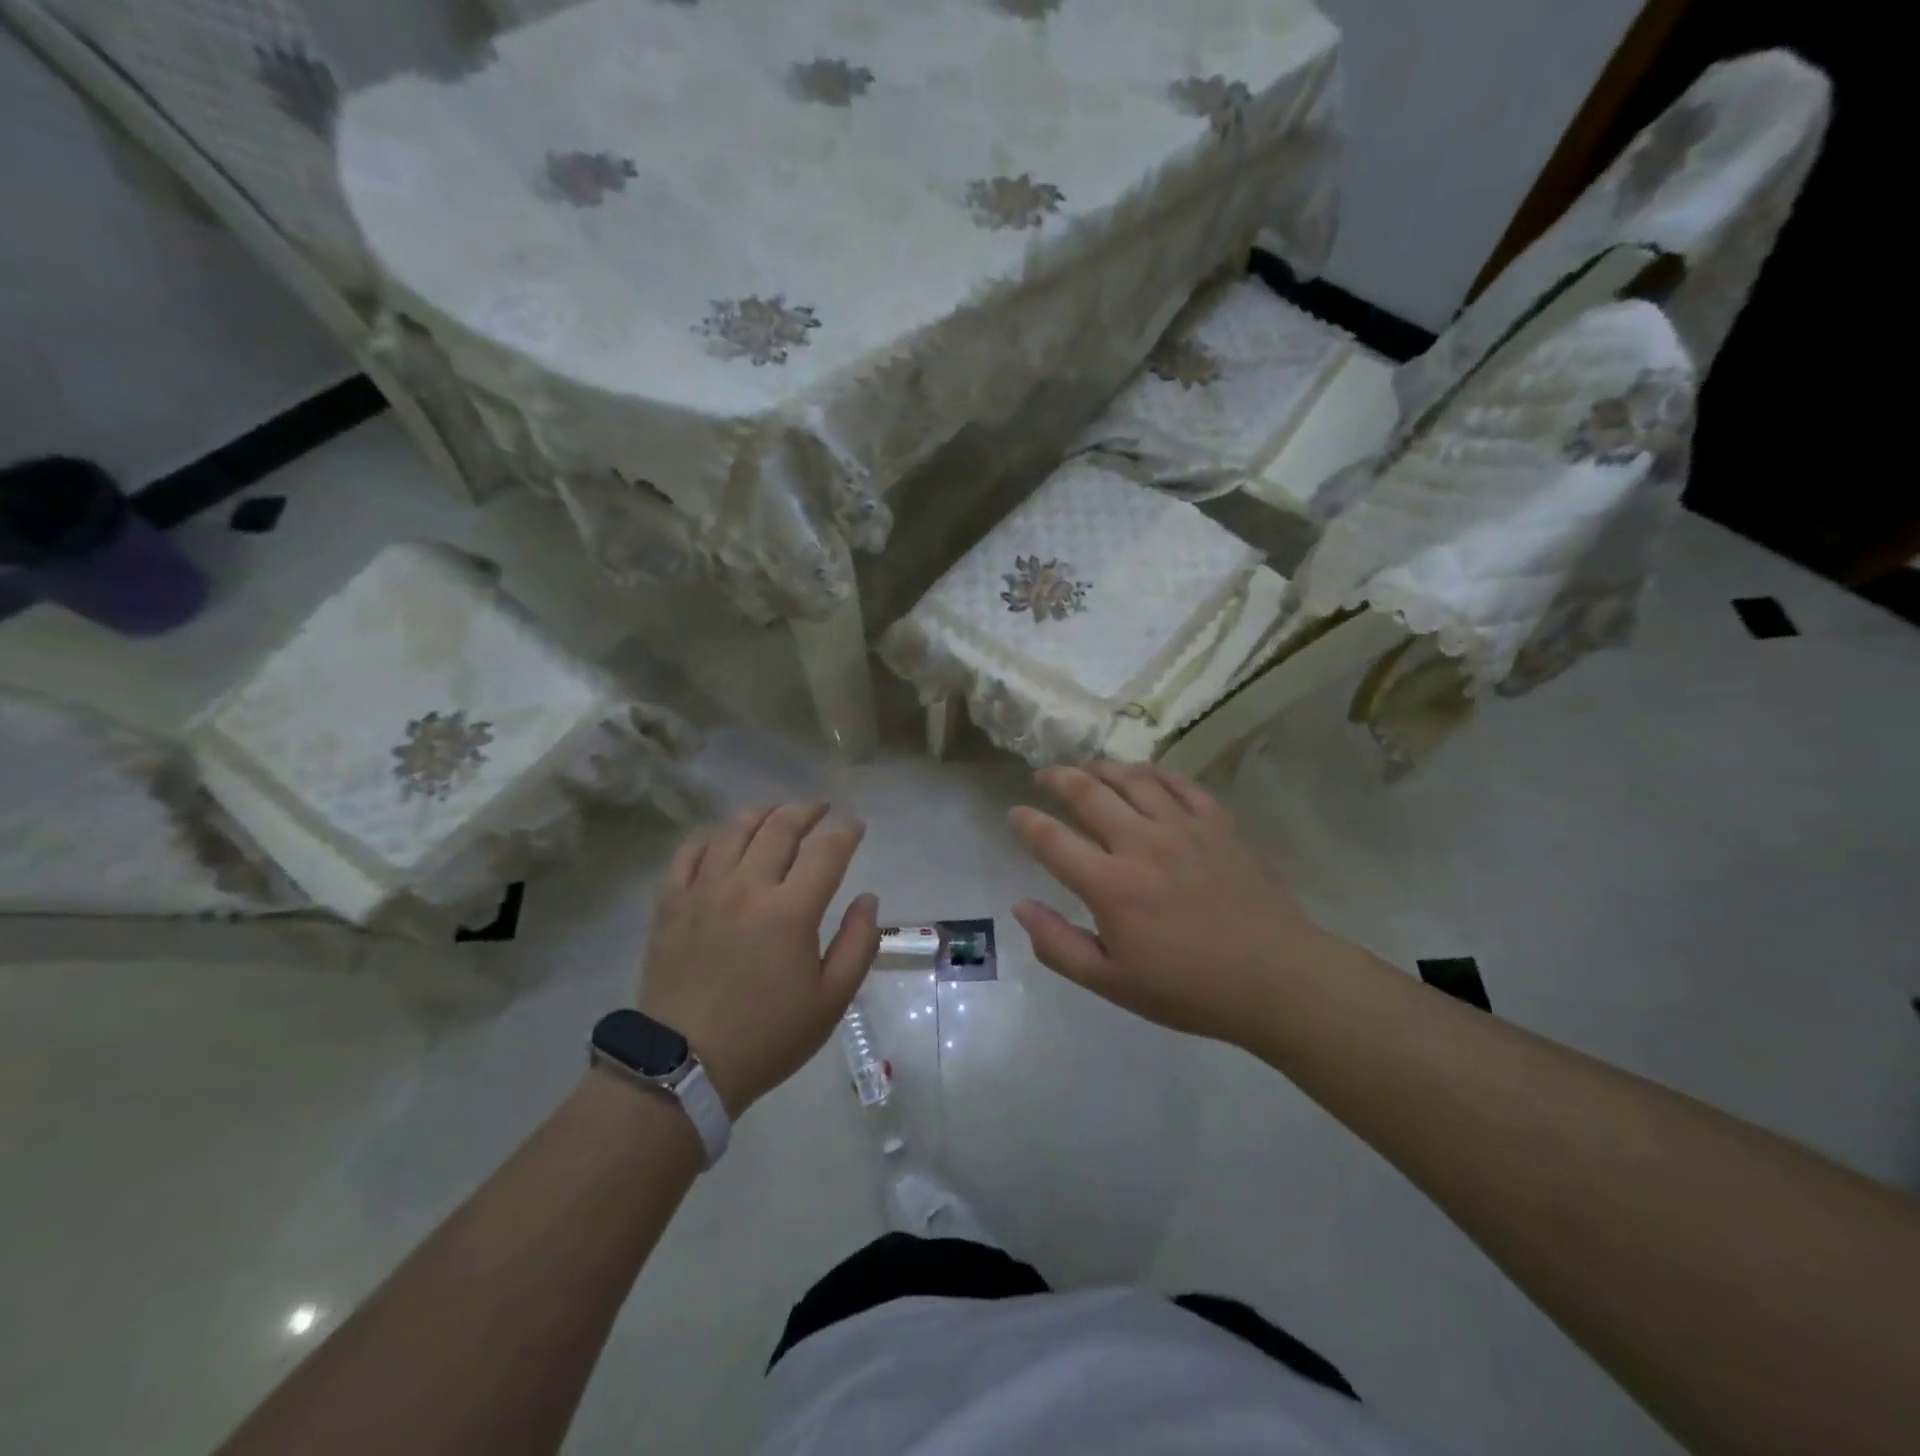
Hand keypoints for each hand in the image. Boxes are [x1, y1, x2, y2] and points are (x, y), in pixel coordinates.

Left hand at [638, 804, 879, 1117]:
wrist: (683, 1068)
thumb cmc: (767, 1036)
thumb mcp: (832, 1001)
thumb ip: (859, 944)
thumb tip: (868, 898)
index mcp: (791, 911)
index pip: (826, 851)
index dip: (846, 831)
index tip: (856, 825)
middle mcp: (747, 887)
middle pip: (780, 827)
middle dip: (806, 810)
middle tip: (821, 809)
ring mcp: (703, 891)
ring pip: (733, 830)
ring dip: (762, 813)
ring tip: (777, 812)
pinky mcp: (670, 904)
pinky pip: (688, 852)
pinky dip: (711, 837)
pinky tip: (723, 840)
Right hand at [1010, 763, 1335, 1045]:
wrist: (1277, 980)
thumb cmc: (1189, 989)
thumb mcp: (1112, 983)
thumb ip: (1058, 945)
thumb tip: (1020, 906)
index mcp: (1110, 885)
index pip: (1052, 840)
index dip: (1027, 822)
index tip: (1015, 813)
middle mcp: (1141, 844)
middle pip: (1088, 793)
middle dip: (1057, 778)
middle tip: (1043, 776)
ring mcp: (1183, 827)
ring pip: (1132, 778)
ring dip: (1102, 768)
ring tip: (1087, 768)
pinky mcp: (1218, 823)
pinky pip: (1180, 783)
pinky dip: (1154, 772)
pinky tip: (1143, 774)